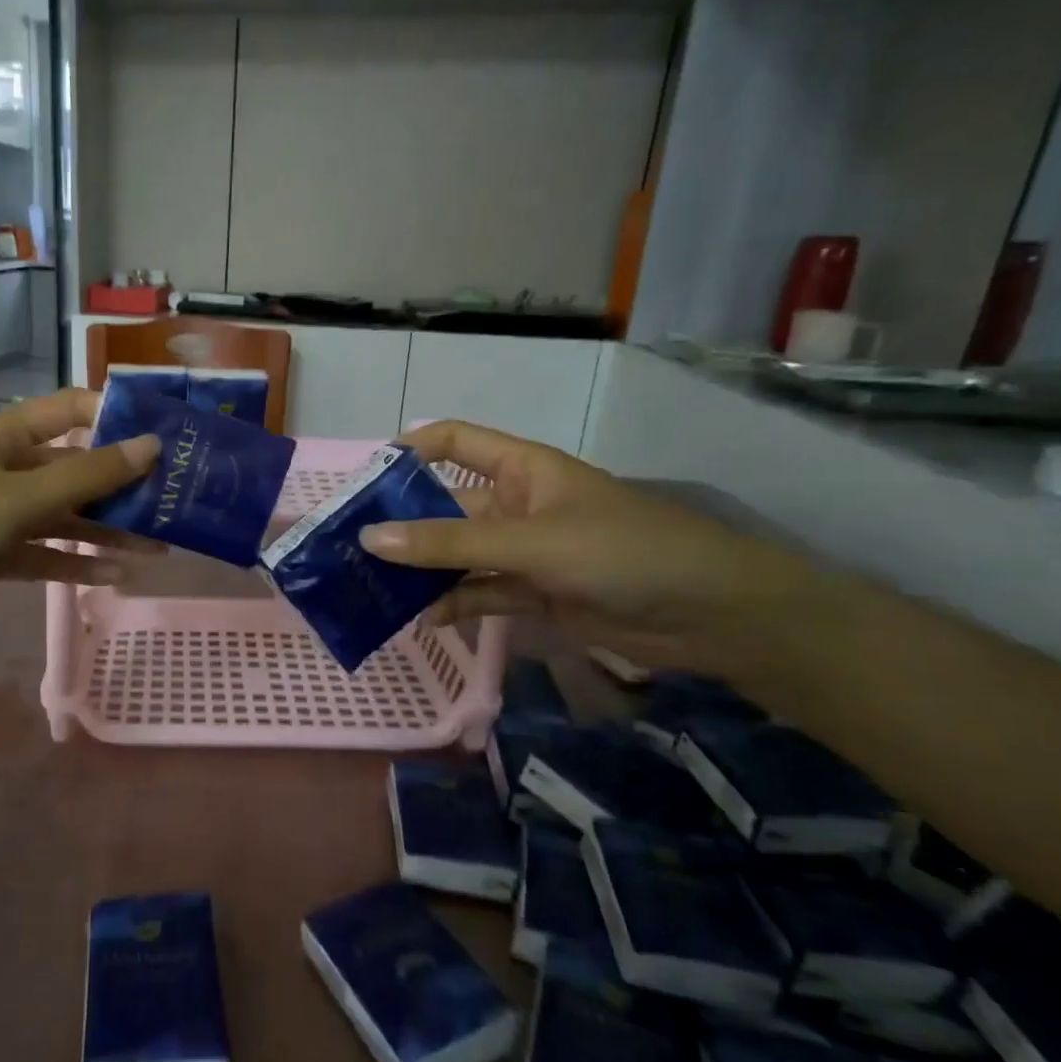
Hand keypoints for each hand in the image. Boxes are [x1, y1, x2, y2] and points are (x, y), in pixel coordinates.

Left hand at [0, 389, 159, 652]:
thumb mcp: (16, 498)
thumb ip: (86, 477)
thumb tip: (152, 445)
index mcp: (6, 437)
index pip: (73, 410)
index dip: (118, 417)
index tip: (169, 436)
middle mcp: (7, 469)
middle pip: (76, 468)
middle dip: (124, 485)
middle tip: (177, 502)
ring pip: (65, 516)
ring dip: (108, 530)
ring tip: (161, 546)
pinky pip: (45, 555)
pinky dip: (77, 563)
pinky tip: (116, 575)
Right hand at [359, 420, 808, 668]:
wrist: (711, 616)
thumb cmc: (624, 552)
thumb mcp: (531, 542)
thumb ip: (450, 544)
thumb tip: (369, 538)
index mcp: (519, 469)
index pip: (452, 442)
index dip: (408, 450)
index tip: (363, 479)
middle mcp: (514, 504)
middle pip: (444, 507)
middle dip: (401, 526)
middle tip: (348, 551)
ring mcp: (522, 551)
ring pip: (456, 555)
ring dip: (420, 571)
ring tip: (370, 590)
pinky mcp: (533, 593)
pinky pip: (479, 592)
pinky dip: (453, 603)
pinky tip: (422, 620)